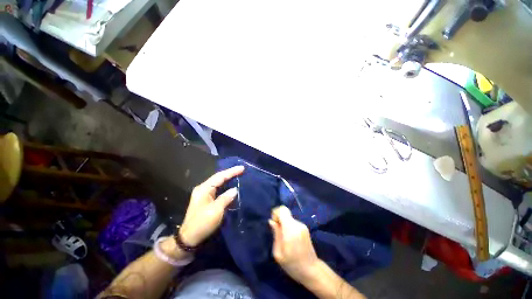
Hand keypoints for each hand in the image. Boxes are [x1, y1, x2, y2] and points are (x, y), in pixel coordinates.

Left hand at [179, 165, 243, 246]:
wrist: (189, 238)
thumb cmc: (202, 223)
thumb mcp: (216, 210)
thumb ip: (226, 198)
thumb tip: (235, 190)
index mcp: (204, 189)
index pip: (220, 176)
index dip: (231, 171)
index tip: (242, 168)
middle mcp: (203, 189)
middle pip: (218, 177)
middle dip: (230, 173)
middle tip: (241, 170)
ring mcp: (204, 194)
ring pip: (218, 182)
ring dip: (228, 178)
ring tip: (238, 174)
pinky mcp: (206, 200)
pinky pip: (218, 189)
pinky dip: (225, 186)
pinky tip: (231, 185)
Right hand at [269, 206, 319, 283]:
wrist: (312, 270)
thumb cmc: (292, 264)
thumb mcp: (278, 253)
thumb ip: (275, 234)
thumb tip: (271, 221)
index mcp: (291, 229)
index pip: (283, 210)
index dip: (276, 213)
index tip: (274, 223)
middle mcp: (298, 224)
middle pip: (285, 213)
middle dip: (279, 220)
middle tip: (278, 234)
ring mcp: (303, 225)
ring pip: (289, 218)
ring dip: (284, 225)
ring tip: (284, 240)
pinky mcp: (305, 228)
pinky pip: (293, 223)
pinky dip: (289, 227)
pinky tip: (290, 240)